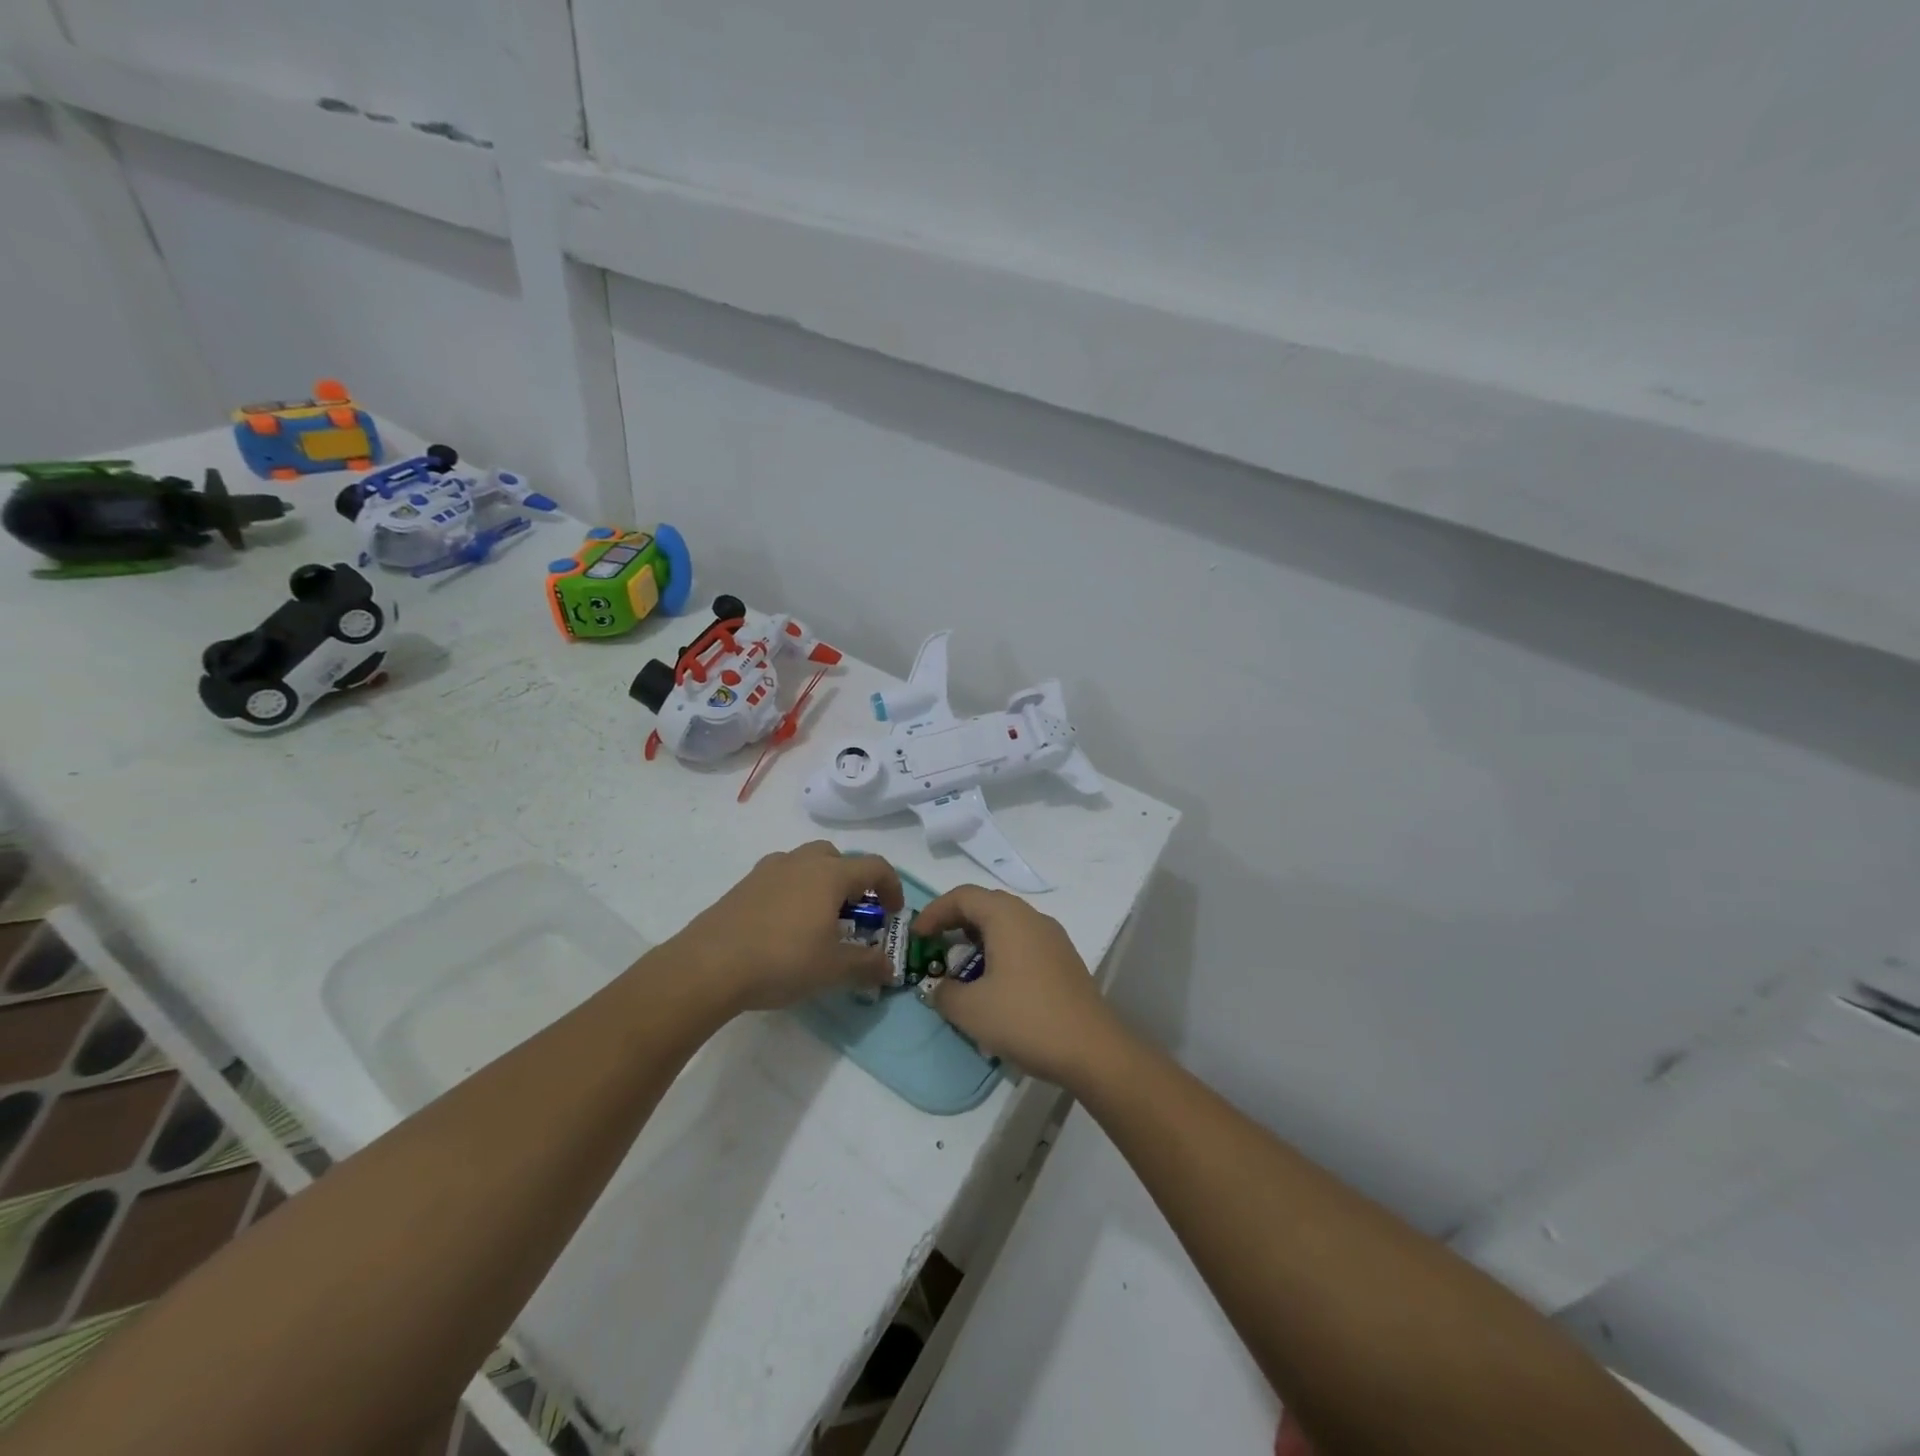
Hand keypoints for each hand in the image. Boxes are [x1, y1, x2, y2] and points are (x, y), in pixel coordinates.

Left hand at [667, 842, 902, 1012]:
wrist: (708, 966)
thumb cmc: (782, 960)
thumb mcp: (833, 969)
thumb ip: (867, 965)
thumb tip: (890, 968)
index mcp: (829, 874)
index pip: (875, 866)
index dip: (892, 887)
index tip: (893, 914)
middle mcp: (801, 862)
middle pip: (838, 858)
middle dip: (853, 881)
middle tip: (854, 914)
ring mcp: (768, 871)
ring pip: (805, 864)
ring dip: (821, 884)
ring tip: (818, 920)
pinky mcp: (743, 886)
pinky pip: (780, 879)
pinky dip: (793, 893)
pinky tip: (784, 928)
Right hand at [913, 886, 1123, 1087]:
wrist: (1092, 1050)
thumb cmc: (1025, 1019)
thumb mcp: (971, 1010)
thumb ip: (944, 993)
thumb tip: (940, 988)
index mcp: (1007, 917)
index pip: (963, 896)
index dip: (934, 912)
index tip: (917, 937)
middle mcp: (1032, 917)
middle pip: (986, 905)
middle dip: (956, 923)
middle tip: (935, 948)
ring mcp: (1053, 938)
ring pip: (1007, 925)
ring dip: (979, 940)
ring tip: (961, 971)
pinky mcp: (1064, 960)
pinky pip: (1024, 943)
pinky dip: (1000, 953)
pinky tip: (994, 987)